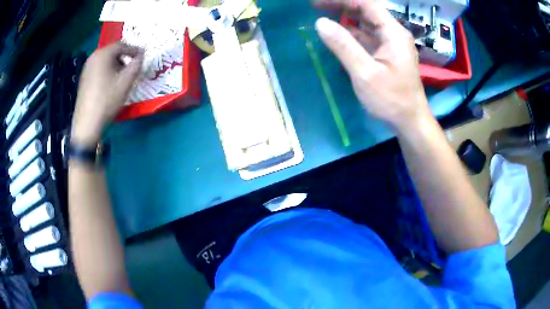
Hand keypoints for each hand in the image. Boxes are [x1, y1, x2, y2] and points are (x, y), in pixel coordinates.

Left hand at [71, 42, 142, 146]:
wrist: (87, 124)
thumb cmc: (107, 100)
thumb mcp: (126, 81)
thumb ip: (137, 65)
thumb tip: (141, 56)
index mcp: (103, 54)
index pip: (122, 45)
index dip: (134, 49)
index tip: (143, 56)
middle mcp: (93, 57)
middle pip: (112, 51)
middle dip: (125, 57)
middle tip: (133, 66)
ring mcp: (86, 68)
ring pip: (105, 60)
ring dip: (116, 64)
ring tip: (123, 76)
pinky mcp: (83, 79)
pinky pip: (98, 69)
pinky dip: (107, 71)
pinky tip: (111, 83)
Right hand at [313, 0, 430, 131]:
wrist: (410, 121)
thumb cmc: (391, 99)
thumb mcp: (365, 73)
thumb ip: (343, 46)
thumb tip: (320, 22)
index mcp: (393, 32)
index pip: (366, 4)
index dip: (341, 0)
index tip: (317, 3)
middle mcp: (393, 33)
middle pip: (366, 10)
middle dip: (341, 6)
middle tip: (315, 7)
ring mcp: (390, 44)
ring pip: (365, 23)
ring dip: (344, 18)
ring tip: (321, 16)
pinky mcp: (386, 54)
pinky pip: (366, 36)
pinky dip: (351, 33)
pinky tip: (336, 35)